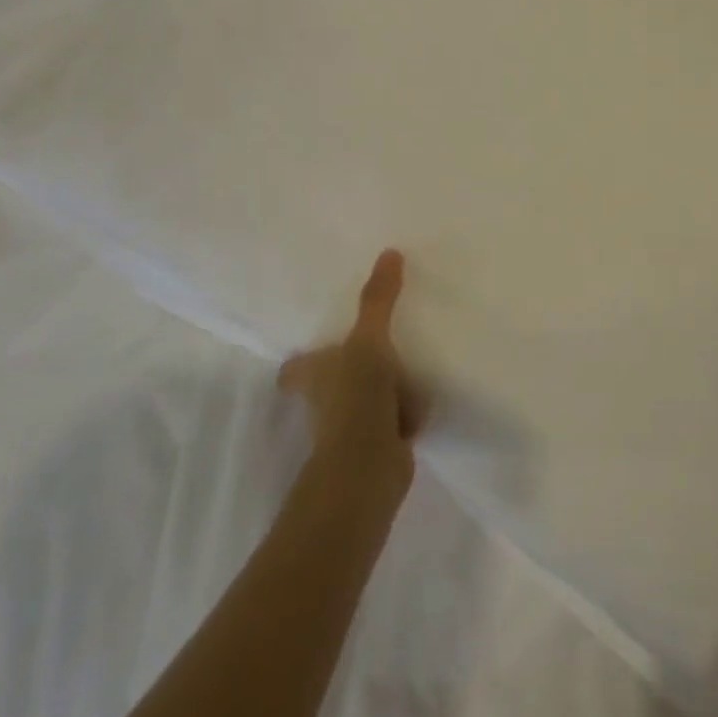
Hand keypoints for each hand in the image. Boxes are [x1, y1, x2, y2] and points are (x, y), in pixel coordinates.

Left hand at [279, 249, 425, 492]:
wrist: (368, 464)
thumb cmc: (357, 395)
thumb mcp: (369, 340)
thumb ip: (378, 299)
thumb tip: (390, 251)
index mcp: (311, 376)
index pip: (296, 368)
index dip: (303, 362)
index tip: (318, 350)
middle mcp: (323, 404)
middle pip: (333, 384)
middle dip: (350, 373)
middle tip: (375, 350)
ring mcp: (348, 428)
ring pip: (365, 402)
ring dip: (383, 394)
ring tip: (410, 373)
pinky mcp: (376, 447)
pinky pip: (391, 422)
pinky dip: (403, 416)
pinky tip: (421, 407)